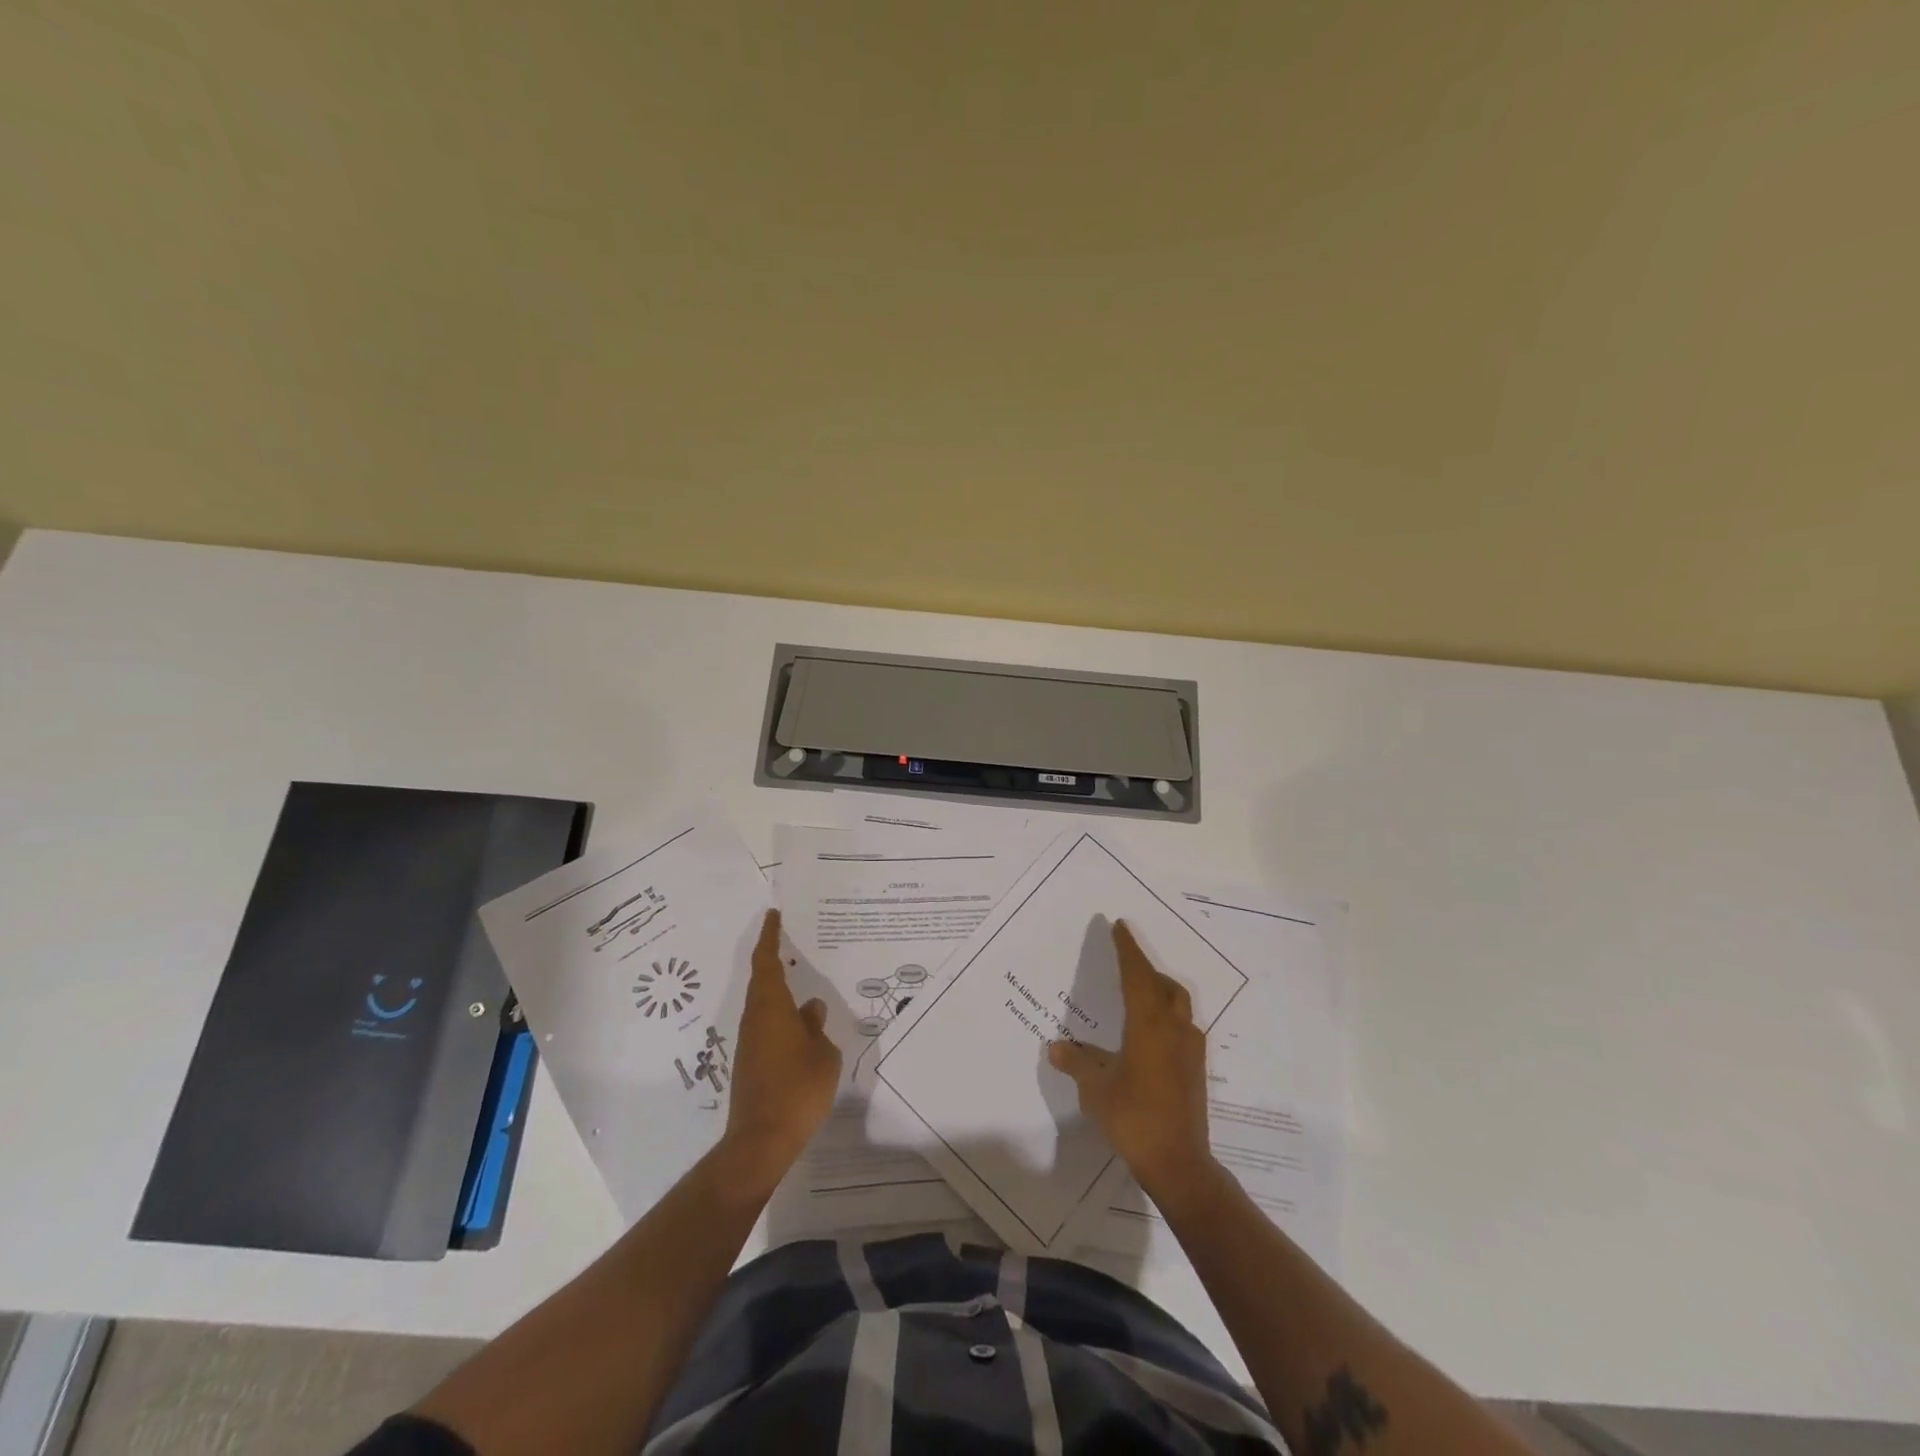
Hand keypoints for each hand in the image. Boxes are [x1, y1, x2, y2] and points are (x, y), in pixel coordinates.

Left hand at [722, 910, 841, 1185]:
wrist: (761, 1141)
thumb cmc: (798, 1089)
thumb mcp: (822, 1053)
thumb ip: (816, 1026)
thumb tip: (810, 1009)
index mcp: (771, 1007)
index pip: (767, 962)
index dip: (769, 936)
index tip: (773, 915)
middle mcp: (755, 1018)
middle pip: (762, 980)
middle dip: (773, 957)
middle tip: (791, 939)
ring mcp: (750, 1042)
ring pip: (764, 1004)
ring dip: (779, 988)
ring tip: (802, 978)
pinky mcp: (751, 1063)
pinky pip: (767, 1025)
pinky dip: (781, 1013)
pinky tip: (800, 1022)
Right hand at [1049, 919, 1216, 1198]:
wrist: (1179, 1164)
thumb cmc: (1134, 1118)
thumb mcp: (1096, 1089)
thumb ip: (1077, 1063)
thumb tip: (1056, 1047)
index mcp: (1149, 1024)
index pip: (1137, 974)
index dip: (1128, 949)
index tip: (1120, 926)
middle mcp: (1174, 1029)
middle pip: (1164, 985)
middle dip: (1145, 969)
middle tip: (1125, 962)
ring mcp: (1190, 1049)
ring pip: (1177, 1005)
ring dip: (1159, 991)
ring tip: (1137, 995)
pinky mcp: (1195, 1069)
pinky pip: (1181, 1026)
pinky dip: (1165, 1016)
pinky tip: (1148, 1034)